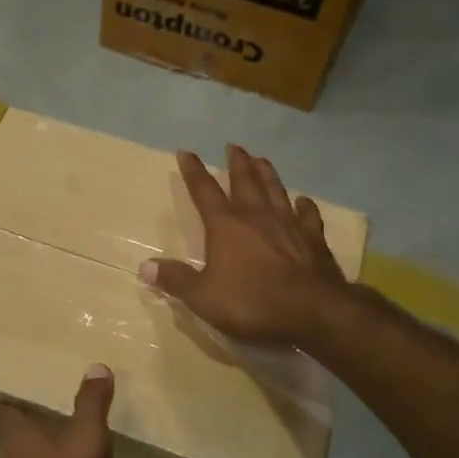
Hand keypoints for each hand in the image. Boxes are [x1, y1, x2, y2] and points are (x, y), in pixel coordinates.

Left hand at [0, 365, 115, 457]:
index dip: (7, 402)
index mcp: (16, 442)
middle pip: (15, 443)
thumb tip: (96, 366)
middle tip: (53, 414)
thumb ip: (91, 403)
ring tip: (72, 447)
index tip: (18, 391)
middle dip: (31, 430)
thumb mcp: (87, 437)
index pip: (0, 413)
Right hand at [140, 144, 347, 348]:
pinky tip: (304, 200)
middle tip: (233, 146)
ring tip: (262, 159)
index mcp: (226, 227)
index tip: (186, 152)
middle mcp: (257, 217)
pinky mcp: (313, 240)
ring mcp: (288, 225)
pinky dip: (305, 206)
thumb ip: (176, 280)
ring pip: (276, 190)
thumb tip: (145, 267)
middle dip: (237, 163)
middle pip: (245, 182)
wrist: (311, 310)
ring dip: (267, 173)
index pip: (205, 192)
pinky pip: (308, 215)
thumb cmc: (251, 302)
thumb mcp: (203, 297)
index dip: (193, 172)